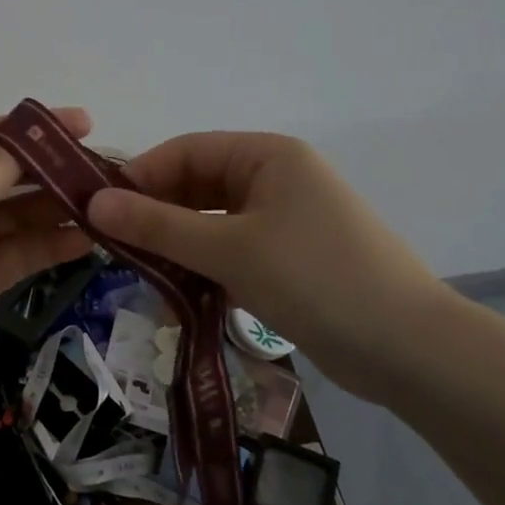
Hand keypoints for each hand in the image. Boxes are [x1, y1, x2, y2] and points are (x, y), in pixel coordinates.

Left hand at [0, 109, 95, 422]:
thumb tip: (33, 138)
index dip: (37, 127)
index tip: (88, 124)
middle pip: (6, 173)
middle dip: (53, 170)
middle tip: (108, 173)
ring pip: (15, 215)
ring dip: (56, 210)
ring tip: (108, 207)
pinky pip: (16, 253)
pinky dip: (48, 246)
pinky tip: (87, 242)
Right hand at [87, 132, 445, 400]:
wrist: (412, 352)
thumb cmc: (317, 280)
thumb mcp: (230, 249)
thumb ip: (159, 225)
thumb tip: (92, 203)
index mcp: (267, 156)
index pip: (184, 151)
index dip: (139, 177)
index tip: (99, 212)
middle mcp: (275, 178)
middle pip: (196, 186)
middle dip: (156, 216)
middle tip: (116, 250)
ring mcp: (285, 220)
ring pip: (210, 222)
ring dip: (177, 247)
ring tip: (144, 277)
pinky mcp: (290, 259)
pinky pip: (231, 251)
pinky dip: (204, 268)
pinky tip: (182, 295)